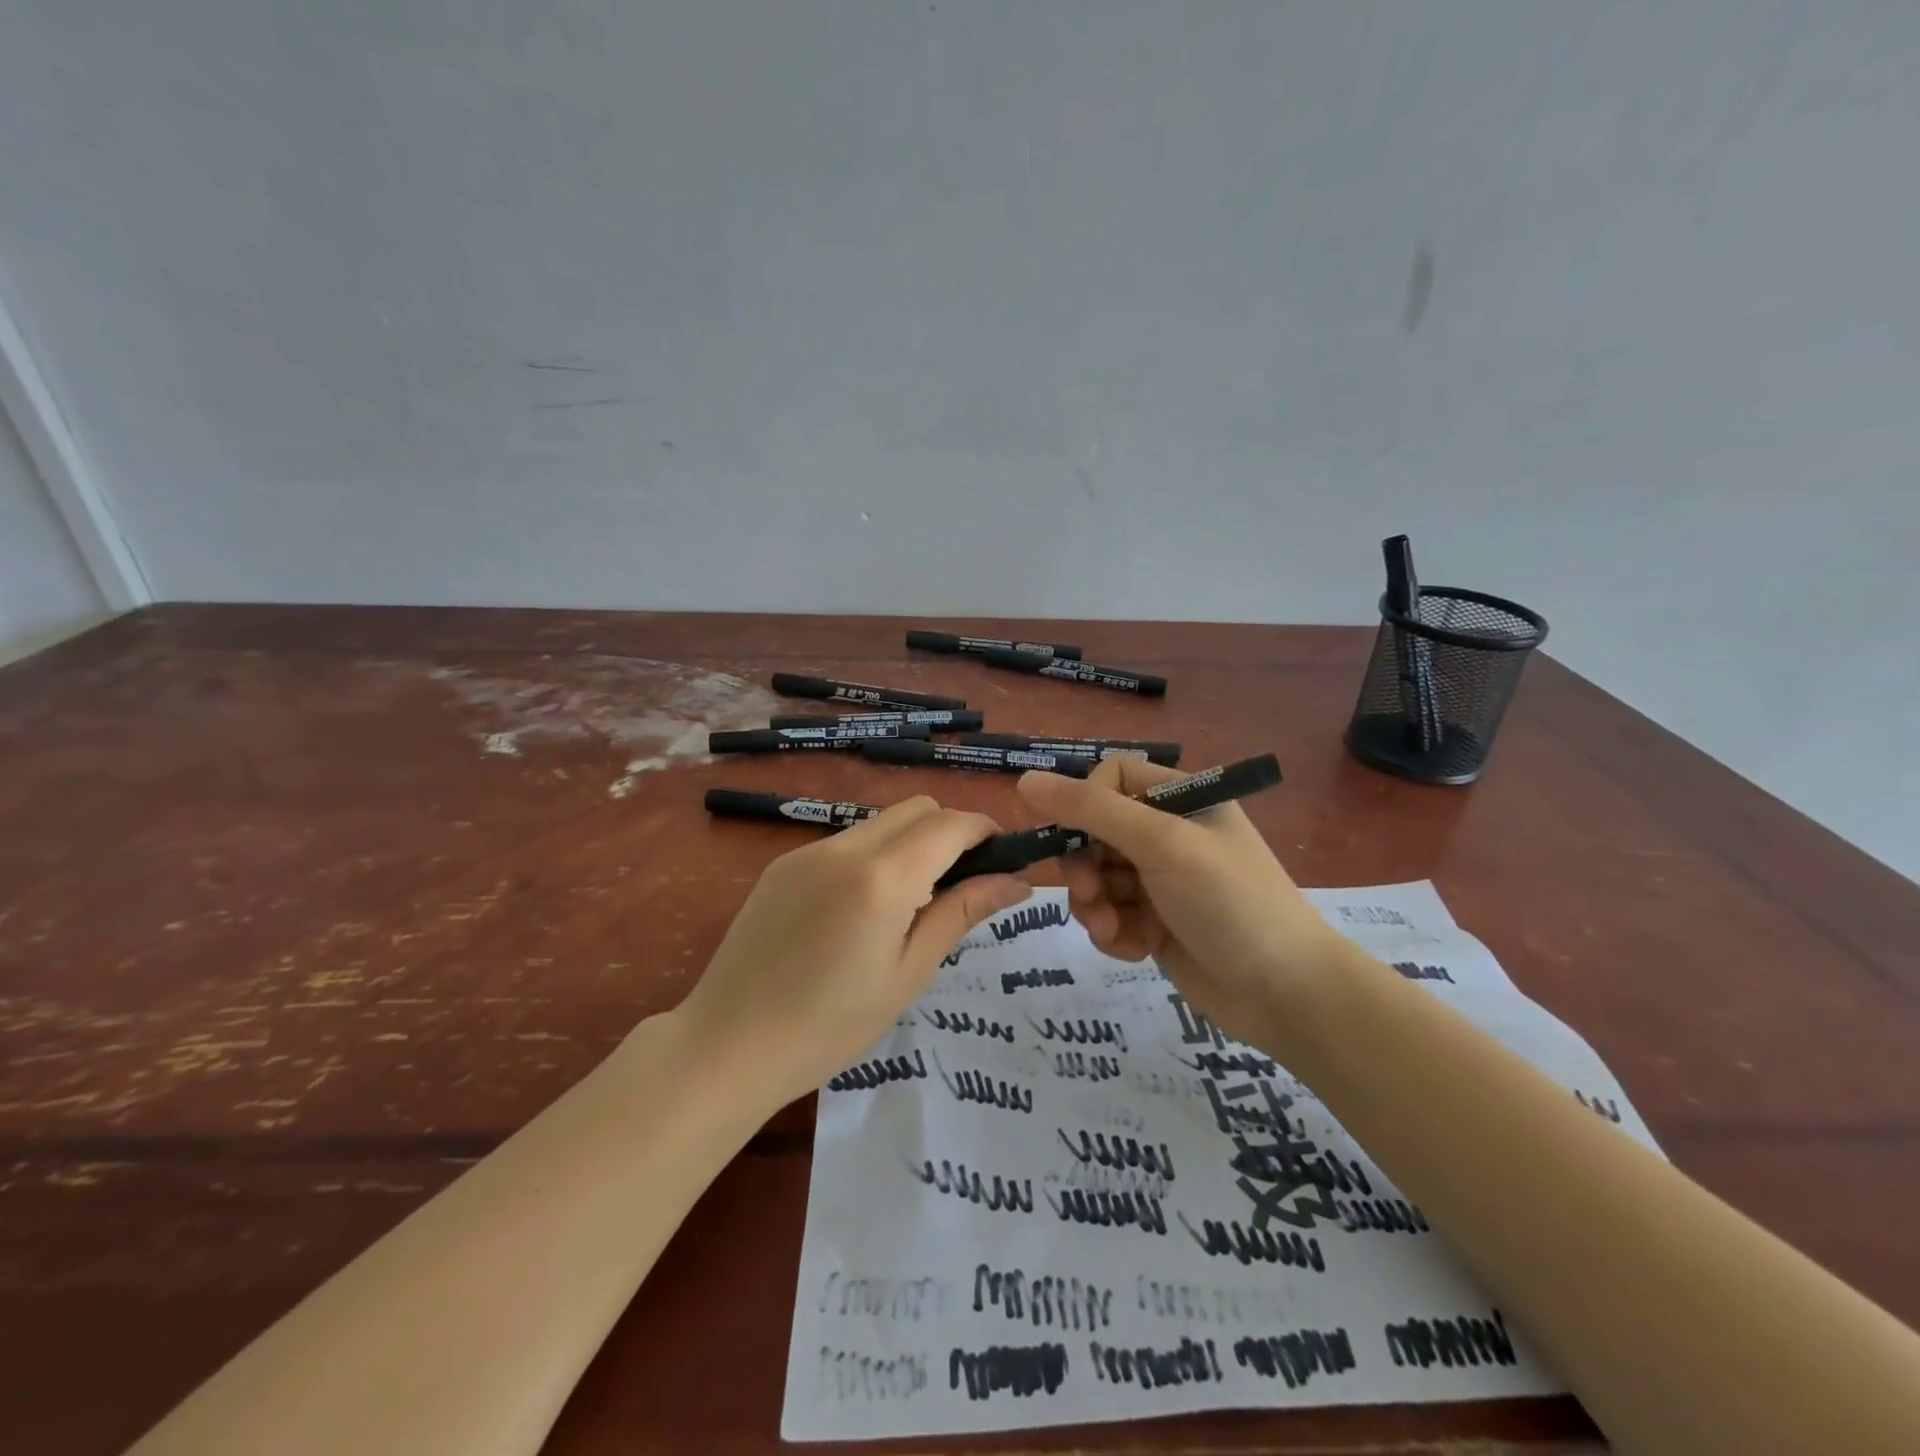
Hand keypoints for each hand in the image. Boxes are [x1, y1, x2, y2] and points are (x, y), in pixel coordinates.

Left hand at [675, 798, 1028, 1108]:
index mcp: (882, 877)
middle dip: (950, 831)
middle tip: (959, 884)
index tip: (1002, 859)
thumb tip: (1016, 882)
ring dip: (911, 843)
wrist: (728, 1044)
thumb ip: (961, 913)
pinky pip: (846, 841)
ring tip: (909, 903)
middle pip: (917, 809)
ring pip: (881, 821)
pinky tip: (861, 909)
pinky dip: (873, 856)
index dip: (985, 831)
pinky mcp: (784, 863)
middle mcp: (846, 847)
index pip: (951, 824)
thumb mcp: (908, 973)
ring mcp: (809, 850)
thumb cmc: (830, 1025)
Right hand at [1017, 757, 1348, 1049]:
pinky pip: (1110, 914)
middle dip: (1084, 866)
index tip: (1076, 837)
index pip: (1111, 778)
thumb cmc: (1230, 902)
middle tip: (1089, 895)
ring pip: (1096, 877)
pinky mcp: (1155, 922)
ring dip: (1095, 905)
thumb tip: (1025, 780)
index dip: (1085, 804)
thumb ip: (1093, 810)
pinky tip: (1135, 950)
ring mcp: (1161, 880)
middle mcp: (1168, 833)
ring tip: (1114, 931)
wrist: (1286, 994)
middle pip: (1094, 831)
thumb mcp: (1162, 844)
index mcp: (1181, 798)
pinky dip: (1113, 932)